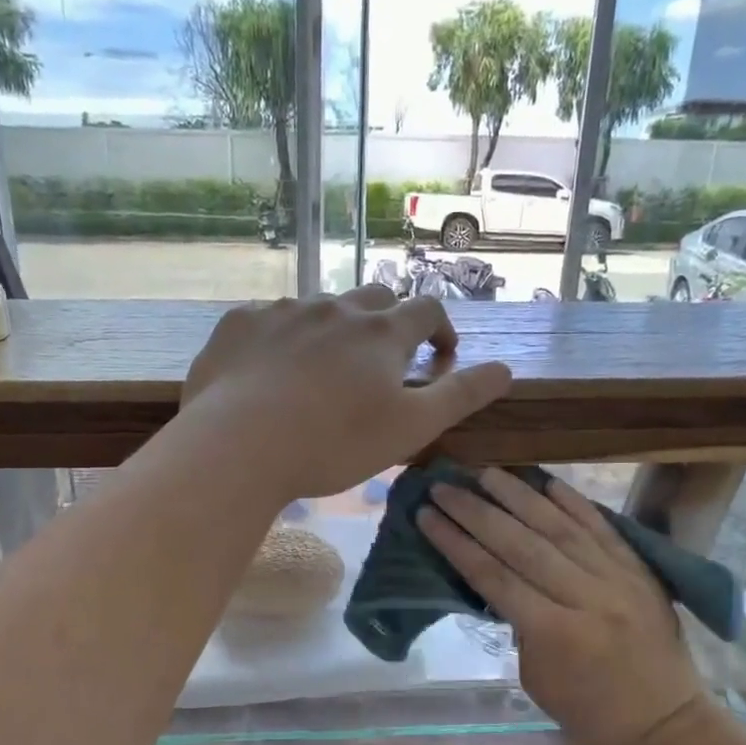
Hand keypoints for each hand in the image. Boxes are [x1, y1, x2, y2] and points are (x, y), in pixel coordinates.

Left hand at [182, 289, 511, 502]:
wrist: (239, 446)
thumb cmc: (333, 443)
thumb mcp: (410, 428)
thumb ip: (460, 396)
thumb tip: (506, 370)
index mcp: (382, 332)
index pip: (427, 310)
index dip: (440, 329)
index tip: (441, 355)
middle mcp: (336, 307)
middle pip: (375, 298)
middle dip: (390, 323)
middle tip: (384, 362)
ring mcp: (283, 310)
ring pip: (321, 306)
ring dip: (335, 329)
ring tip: (325, 370)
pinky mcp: (239, 323)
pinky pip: (270, 318)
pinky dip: (283, 337)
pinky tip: (272, 369)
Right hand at [417, 469, 705, 744]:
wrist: (666, 724)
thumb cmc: (589, 712)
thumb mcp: (536, 676)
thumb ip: (519, 624)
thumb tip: (501, 580)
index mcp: (555, 633)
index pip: (494, 577)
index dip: (456, 543)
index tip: (427, 516)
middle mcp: (586, 597)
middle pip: (521, 544)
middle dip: (476, 512)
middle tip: (444, 487)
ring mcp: (617, 579)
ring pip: (560, 528)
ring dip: (519, 497)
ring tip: (486, 473)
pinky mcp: (640, 571)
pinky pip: (602, 529)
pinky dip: (574, 504)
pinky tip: (547, 483)